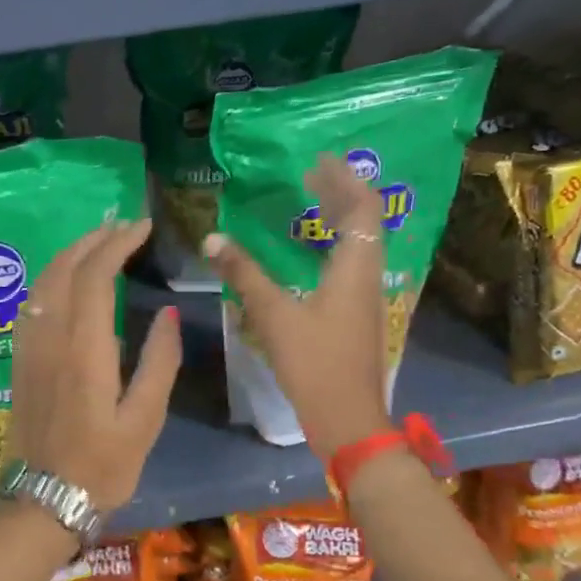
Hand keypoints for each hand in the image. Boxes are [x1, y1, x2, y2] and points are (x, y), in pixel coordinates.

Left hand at [6, 218, 182, 512]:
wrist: (43, 498)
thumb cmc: (102, 465)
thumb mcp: (144, 420)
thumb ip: (158, 362)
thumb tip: (166, 314)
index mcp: (84, 350)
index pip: (95, 276)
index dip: (116, 244)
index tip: (141, 227)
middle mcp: (51, 338)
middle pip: (64, 269)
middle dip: (92, 239)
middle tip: (121, 225)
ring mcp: (29, 347)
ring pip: (43, 282)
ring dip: (69, 254)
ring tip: (97, 241)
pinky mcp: (19, 359)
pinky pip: (32, 303)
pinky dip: (51, 278)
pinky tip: (66, 279)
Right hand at [205, 153, 392, 458]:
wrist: (347, 418)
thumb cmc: (314, 364)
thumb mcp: (274, 316)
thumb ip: (245, 274)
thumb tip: (213, 239)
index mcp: (355, 268)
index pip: (363, 208)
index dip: (344, 180)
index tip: (318, 161)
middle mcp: (367, 276)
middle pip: (365, 222)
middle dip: (341, 193)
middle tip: (309, 176)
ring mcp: (365, 297)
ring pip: (360, 243)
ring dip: (339, 219)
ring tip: (310, 204)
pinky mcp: (357, 315)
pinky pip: (350, 264)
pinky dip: (333, 245)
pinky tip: (308, 254)